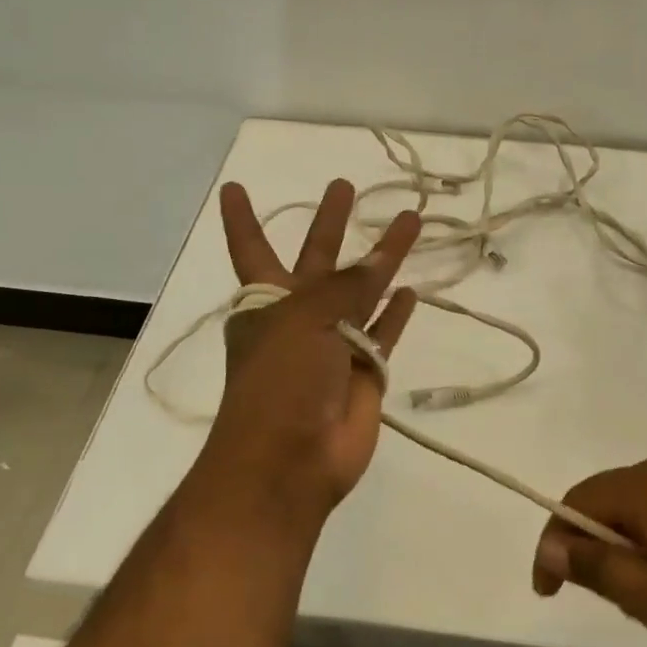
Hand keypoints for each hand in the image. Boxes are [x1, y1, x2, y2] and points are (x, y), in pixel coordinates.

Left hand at [202, 178, 420, 515]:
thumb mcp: (304, 318)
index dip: (242, 218)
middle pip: (318, 258)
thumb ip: (345, 285)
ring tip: (410, 220)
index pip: (252, 247)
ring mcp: (334, 343)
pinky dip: (397, 313)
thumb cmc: (280, 380)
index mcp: (267, 300)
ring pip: (364, 288)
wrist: (291, 460)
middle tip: (344, 185)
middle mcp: (299, 315)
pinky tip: (412, 290)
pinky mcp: (365, 370)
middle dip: (330, 223)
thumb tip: (378, 261)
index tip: (234, 186)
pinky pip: (385, 331)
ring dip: (385, 257)